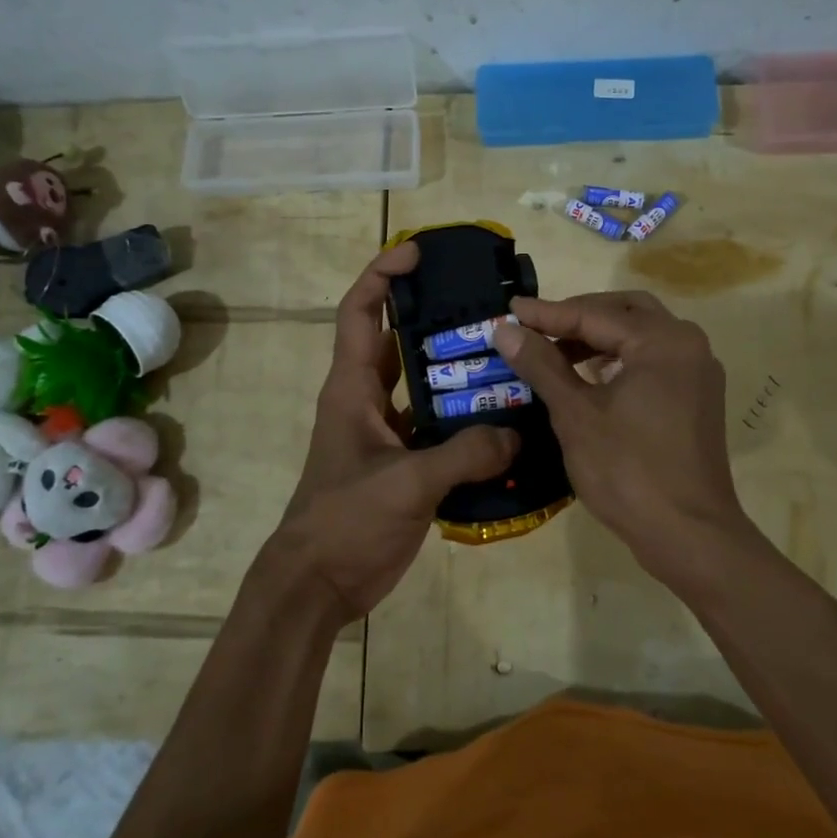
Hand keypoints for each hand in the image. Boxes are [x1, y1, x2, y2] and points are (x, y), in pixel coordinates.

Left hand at [265, 242, 518, 622]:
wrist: (318, 584)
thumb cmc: (345, 521)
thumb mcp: (405, 484)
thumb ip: (464, 455)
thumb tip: (517, 435)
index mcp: (352, 387)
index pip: (361, 312)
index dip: (383, 275)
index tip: (419, 253)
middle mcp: (367, 400)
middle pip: (399, 341)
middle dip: (435, 317)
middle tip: (486, 305)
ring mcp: (385, 433)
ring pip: (423, 385)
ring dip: (457, 371)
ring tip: (508, 356)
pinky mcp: (402, 463)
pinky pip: (438, 427)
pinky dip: (465, 420)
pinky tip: (505, 420)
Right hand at [492, 291, 762, 592]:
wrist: (688, 534)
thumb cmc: (628, 471)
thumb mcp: (576, 415)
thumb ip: (541, 365)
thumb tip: (505, 330)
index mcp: (662, 341)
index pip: (594, 314)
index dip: (547, 314)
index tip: (507, 310)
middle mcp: (687, 344)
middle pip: (624, 312)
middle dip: (577, 316)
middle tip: (535, 327)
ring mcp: (697, 371)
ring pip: (640, 335)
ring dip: (598, 337)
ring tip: (554, 351)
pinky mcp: (697, 397)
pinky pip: (653, 360)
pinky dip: (619, 358)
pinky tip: (589, 375)